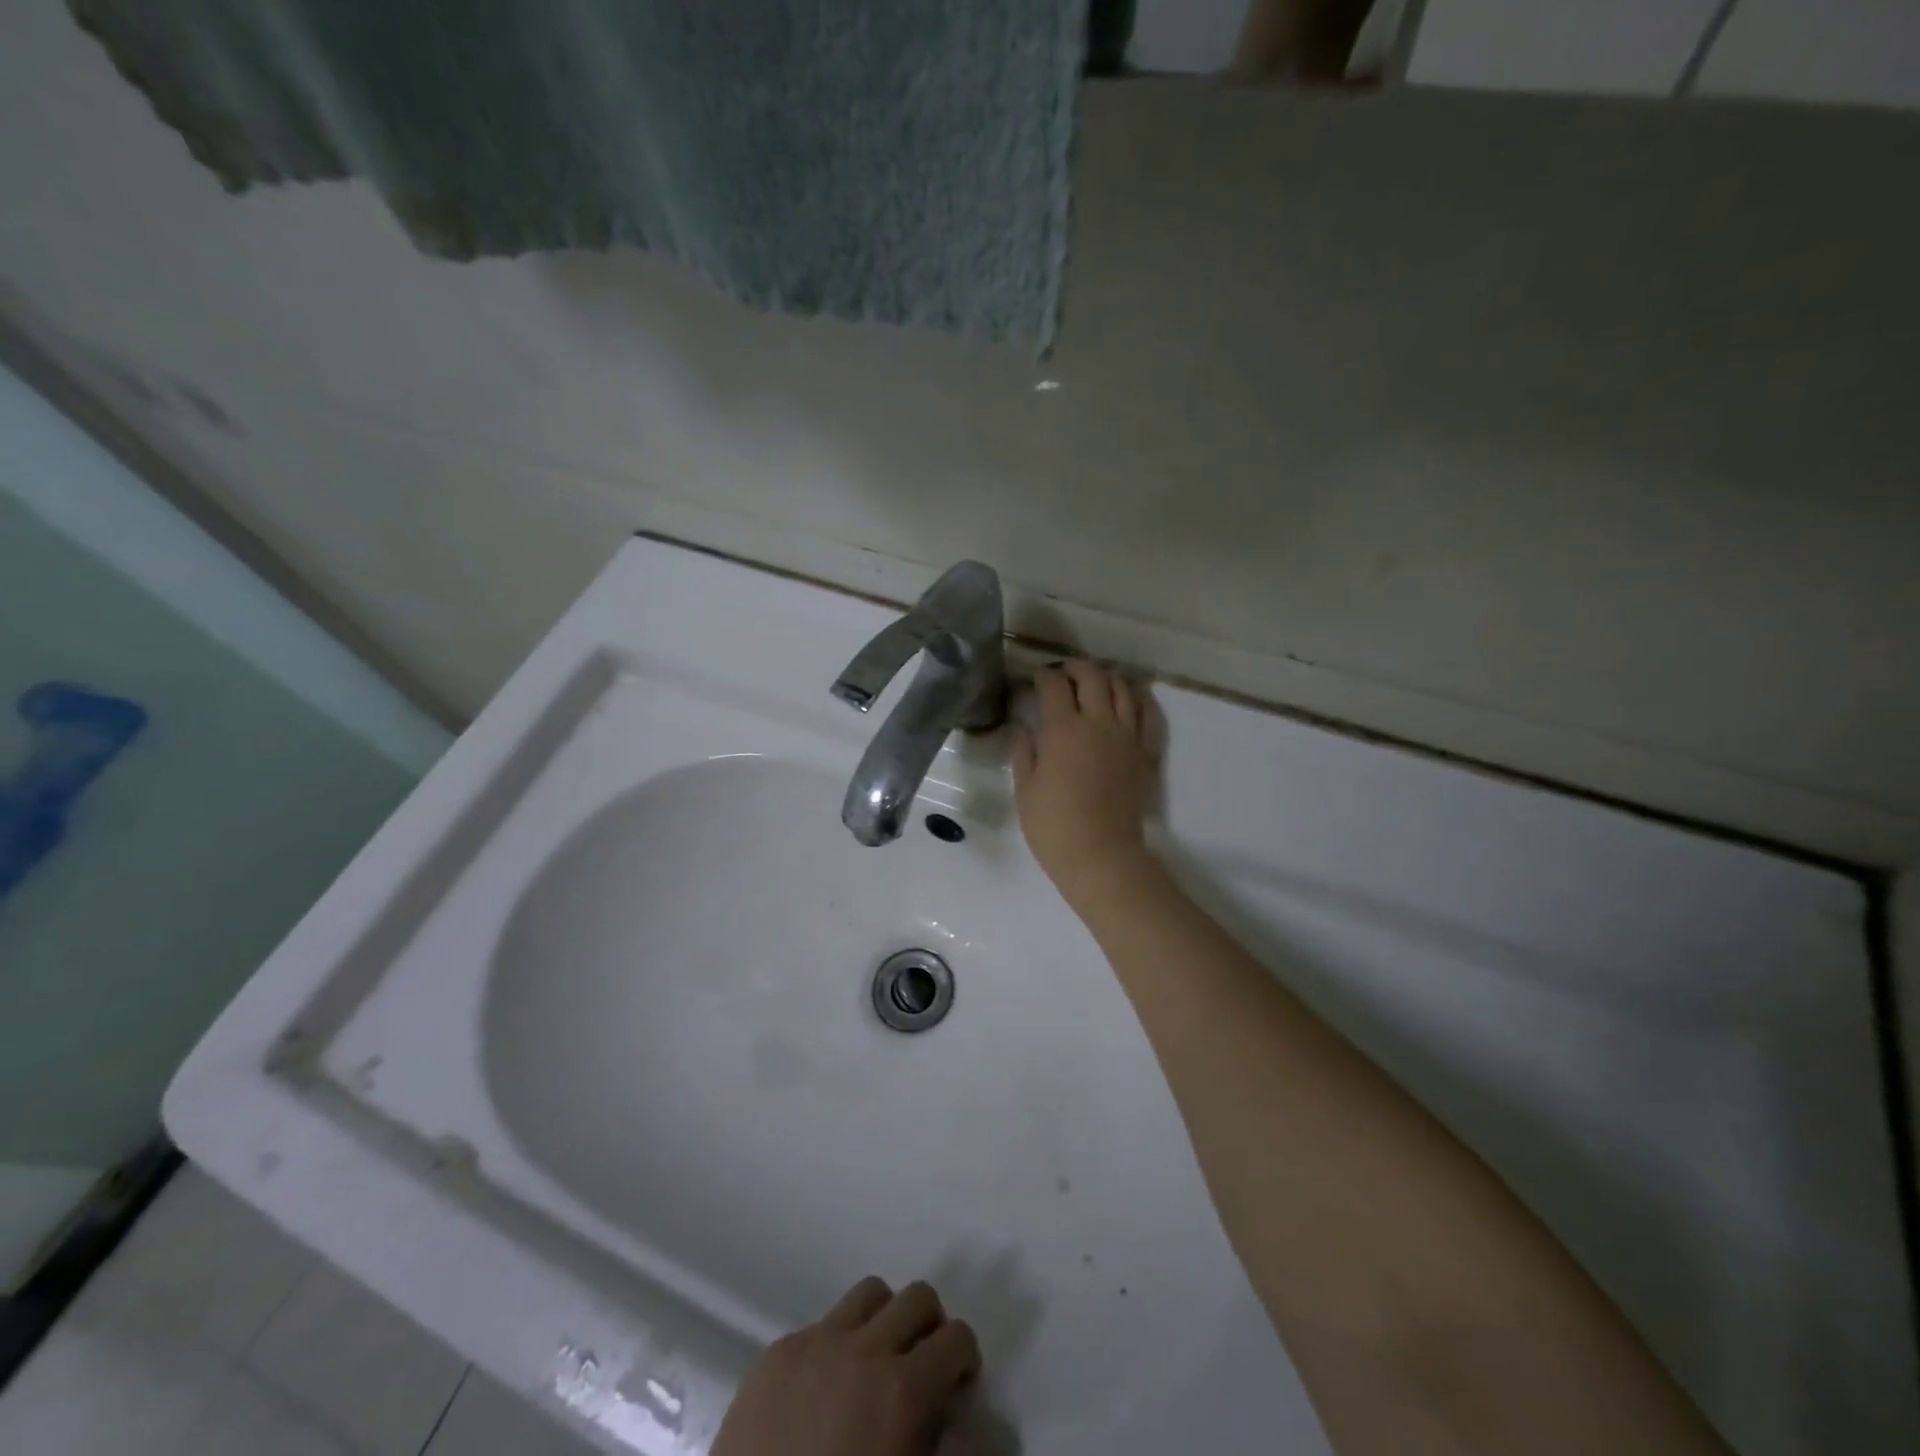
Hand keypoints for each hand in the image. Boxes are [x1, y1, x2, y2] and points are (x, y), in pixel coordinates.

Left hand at [712, 1278, 981, 1455]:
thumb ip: (951, 1455)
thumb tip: (966, 1421)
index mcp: (901, 1390)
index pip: (955, 1337)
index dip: (964, 1357)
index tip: (958, 1384)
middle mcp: (862, 1349)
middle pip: (917, 1297)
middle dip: (930, 1325)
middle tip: (923, 1364)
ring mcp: (814, 1343)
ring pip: (869, 1294)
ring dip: (884, 1320)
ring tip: (876, 1361)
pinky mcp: (774, 1355)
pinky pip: (820, 1324)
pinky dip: (835, 1345)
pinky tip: (823, 1390)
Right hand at [1013, 661, 1159, 910]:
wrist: (1100, 854)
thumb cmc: (1053, 825)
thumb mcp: (1025, 789)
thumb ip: (1025, 753)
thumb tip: (1027, 730)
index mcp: (1062, 729)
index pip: (1055, 685)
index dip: (1045, 676)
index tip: (1038, 678)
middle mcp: (1097, 722)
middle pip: (1092, 676)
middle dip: (1076, 667)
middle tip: (1065, 673)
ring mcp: (1126, 735)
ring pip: (1122, 688)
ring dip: (1107, 677)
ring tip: (1096, 681)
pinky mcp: (1145, 752)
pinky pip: (1147, 714)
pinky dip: (1138, 698)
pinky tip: (1129, 698)